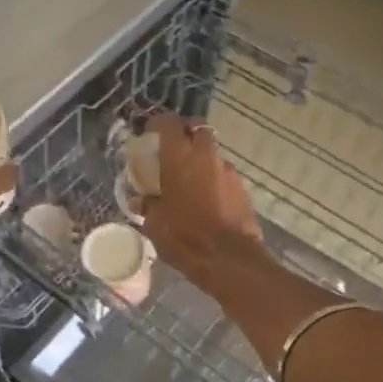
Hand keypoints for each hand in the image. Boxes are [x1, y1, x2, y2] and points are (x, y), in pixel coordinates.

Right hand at [138, 114, 266, 295]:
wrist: (228, 258)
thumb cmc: (184, 237)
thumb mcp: (155, 224)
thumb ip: (148, 206)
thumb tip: (140, 201)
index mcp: (179, 158)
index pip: (169, 123)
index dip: (158, 123)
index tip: (150, 131)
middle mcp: (205, 156)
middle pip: (198, 128)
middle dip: (186, 133)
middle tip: (173, 148)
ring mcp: (227, 171)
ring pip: (213, 152)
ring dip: (201, 158)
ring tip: (190, 179)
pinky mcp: (242, 188)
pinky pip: (223, 174)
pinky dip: (213, 179)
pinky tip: (206, 198)